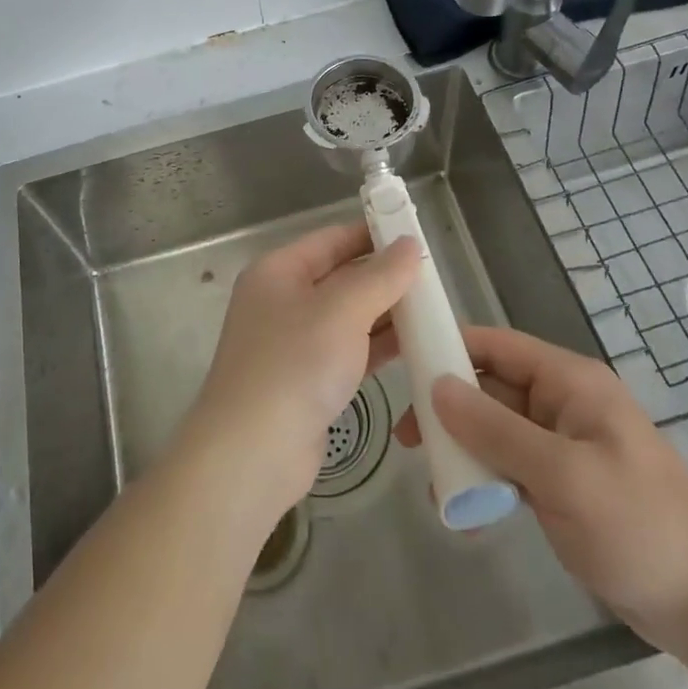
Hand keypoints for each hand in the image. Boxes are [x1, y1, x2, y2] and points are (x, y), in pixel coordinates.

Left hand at [182, 221, 418, 514]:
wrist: (253, 454)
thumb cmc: (294, 364)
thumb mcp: (342, 310)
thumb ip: (380, 276)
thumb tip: (409, 244)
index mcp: (279, 271)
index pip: (332, 239)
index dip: (373, 234)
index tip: (416, 236)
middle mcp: (282, 300)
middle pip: (341, 276)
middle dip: (384, 276)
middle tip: (434, 277)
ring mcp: (294, 343)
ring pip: (348, 316)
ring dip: (386, 313)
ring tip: (434, 309)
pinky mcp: (308, 380)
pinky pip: (349, 350)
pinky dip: (378, 345)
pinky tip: (414, 345)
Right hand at [396, 325, 687, 654]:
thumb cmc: (638, 524)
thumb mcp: (562, 474)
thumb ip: (496, 429)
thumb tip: (436, 387)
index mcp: (569, 381)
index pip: (496, 345)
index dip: (450, 346)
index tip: (404, 363)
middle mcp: (562, 402)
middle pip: (491, 387)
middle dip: (448, 407)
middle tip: (407, 438)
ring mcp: (562, 443)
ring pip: (496, 428)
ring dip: (463, 447)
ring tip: (431, 479)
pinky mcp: (562, 482)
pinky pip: (510, 464)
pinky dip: (485, 477)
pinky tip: (465, 507)